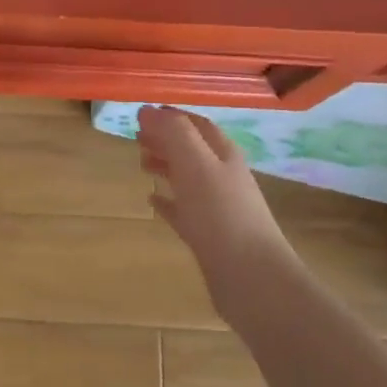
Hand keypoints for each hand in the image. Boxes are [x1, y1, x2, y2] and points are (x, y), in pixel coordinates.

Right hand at [137, 105, 292, 270]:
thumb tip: (147, 110)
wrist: (251, 277)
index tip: (142, 114)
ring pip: (187, 177)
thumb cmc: (221, 215)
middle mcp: (223, 176)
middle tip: (136, 138)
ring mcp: (217, 207)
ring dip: (166, 166)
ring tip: (141, 164)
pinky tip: (152, 201)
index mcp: (223, 155)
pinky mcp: (208, 235)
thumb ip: (172, 134)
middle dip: (166, 139)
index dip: (172, 116)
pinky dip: (167, 200)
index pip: (197, 124)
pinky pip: (183, 210)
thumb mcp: (195, 165)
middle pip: (192, 149)